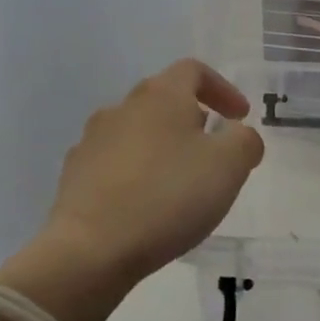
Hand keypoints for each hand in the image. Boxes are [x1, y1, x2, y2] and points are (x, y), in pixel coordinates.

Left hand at [0, 60, 264, 320]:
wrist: (91, 249)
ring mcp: (92, 141)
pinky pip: (115, 164)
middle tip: (214, 151)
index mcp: (161, 96)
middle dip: (193, 120)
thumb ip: (245, 141)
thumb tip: (238, 135)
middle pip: (164, 100)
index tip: (239, 117)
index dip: (222, 89)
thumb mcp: (229, 166)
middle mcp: (122, 108)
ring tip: (181, 182)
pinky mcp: (74, 176)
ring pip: (138, 132)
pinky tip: (147, 205)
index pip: (193, 70)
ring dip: (163, 147)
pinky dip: (137, 174)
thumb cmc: (169, 196)